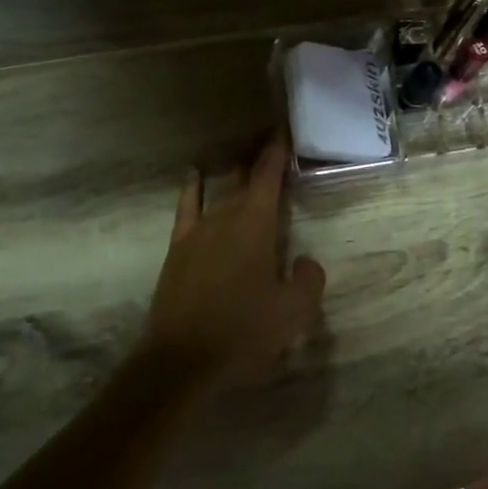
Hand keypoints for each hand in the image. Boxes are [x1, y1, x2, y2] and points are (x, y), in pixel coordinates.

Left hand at [138, 134, 326, 383]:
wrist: (182, 359)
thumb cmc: (243, 332)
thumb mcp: (294, 312)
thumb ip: (309, 280)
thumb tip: (305, 261)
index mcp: (255, 224)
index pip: (268, 174)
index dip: (277, 149)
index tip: (284, 129)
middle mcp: (224, 216)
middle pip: (242, 176)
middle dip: (258, 157)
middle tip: (271, 143)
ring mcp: (197, 230)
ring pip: (218, 189)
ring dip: (232, 171)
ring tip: (243, 158)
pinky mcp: (178, 248)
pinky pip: (187, 206)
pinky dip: (193, 188)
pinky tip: (195, 176)